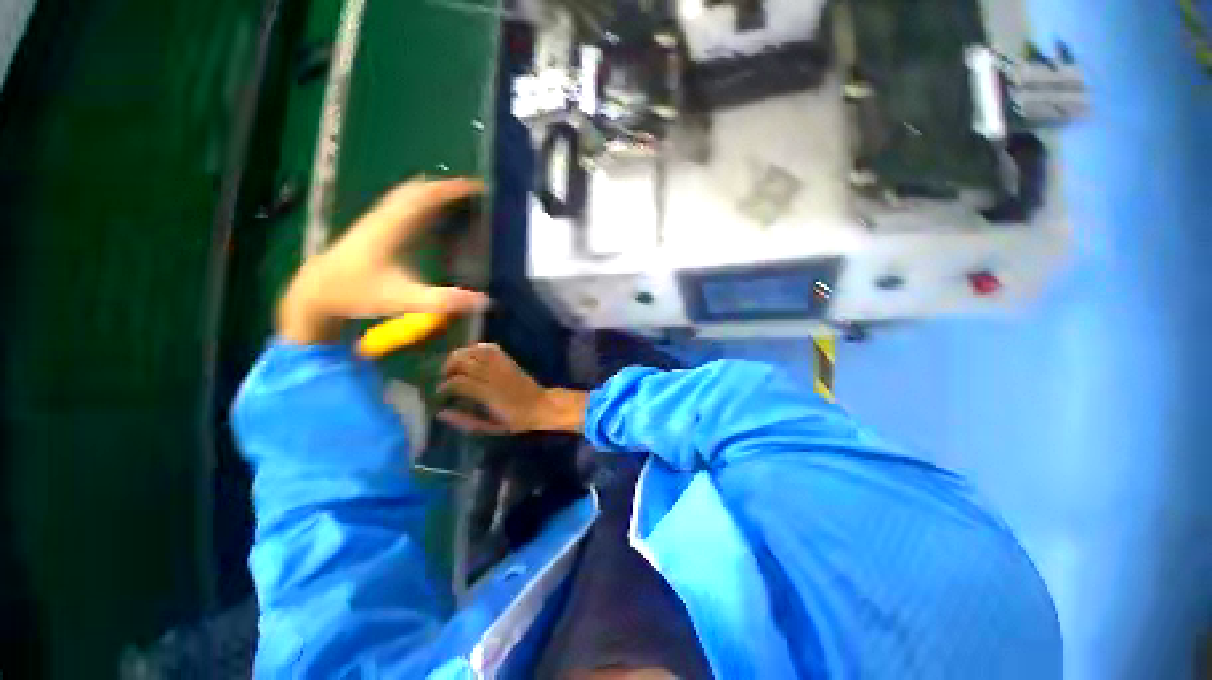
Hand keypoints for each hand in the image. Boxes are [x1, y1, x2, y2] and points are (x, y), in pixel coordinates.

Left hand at [277, 178, 488, 344]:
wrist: (315, 292)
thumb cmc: (358, 293)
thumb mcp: (404, 299)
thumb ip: (443, 300)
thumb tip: (484, 300)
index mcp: (393, 227)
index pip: (426, 197)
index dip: (453, 189)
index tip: (478, 187)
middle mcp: (385, 216)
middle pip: (417, 190)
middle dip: (446, 187)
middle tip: (474, 192)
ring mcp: (377, 220)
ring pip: (407, 194)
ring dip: (433, 191)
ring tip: (458, 197)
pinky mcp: (374, 228)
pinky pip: (401, 204)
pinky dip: (421, 201)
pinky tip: (430, 212)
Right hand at [437, 343, 587, 434]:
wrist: (541, 406)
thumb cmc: (515, 420)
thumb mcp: (490, 428)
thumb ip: (465, 421)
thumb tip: (441, 413)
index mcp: (489, 395)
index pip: (460, 382)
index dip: (445, 386)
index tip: (439, 393)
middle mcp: (494, 376)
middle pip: (465, 362)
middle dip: (449, 367)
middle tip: (445, 377)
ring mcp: (503, 366)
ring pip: (476, 351)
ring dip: (460, 355)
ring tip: (454, 366)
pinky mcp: (509, 360)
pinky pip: (491, 348)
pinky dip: (477, 348)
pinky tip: (470, 355)